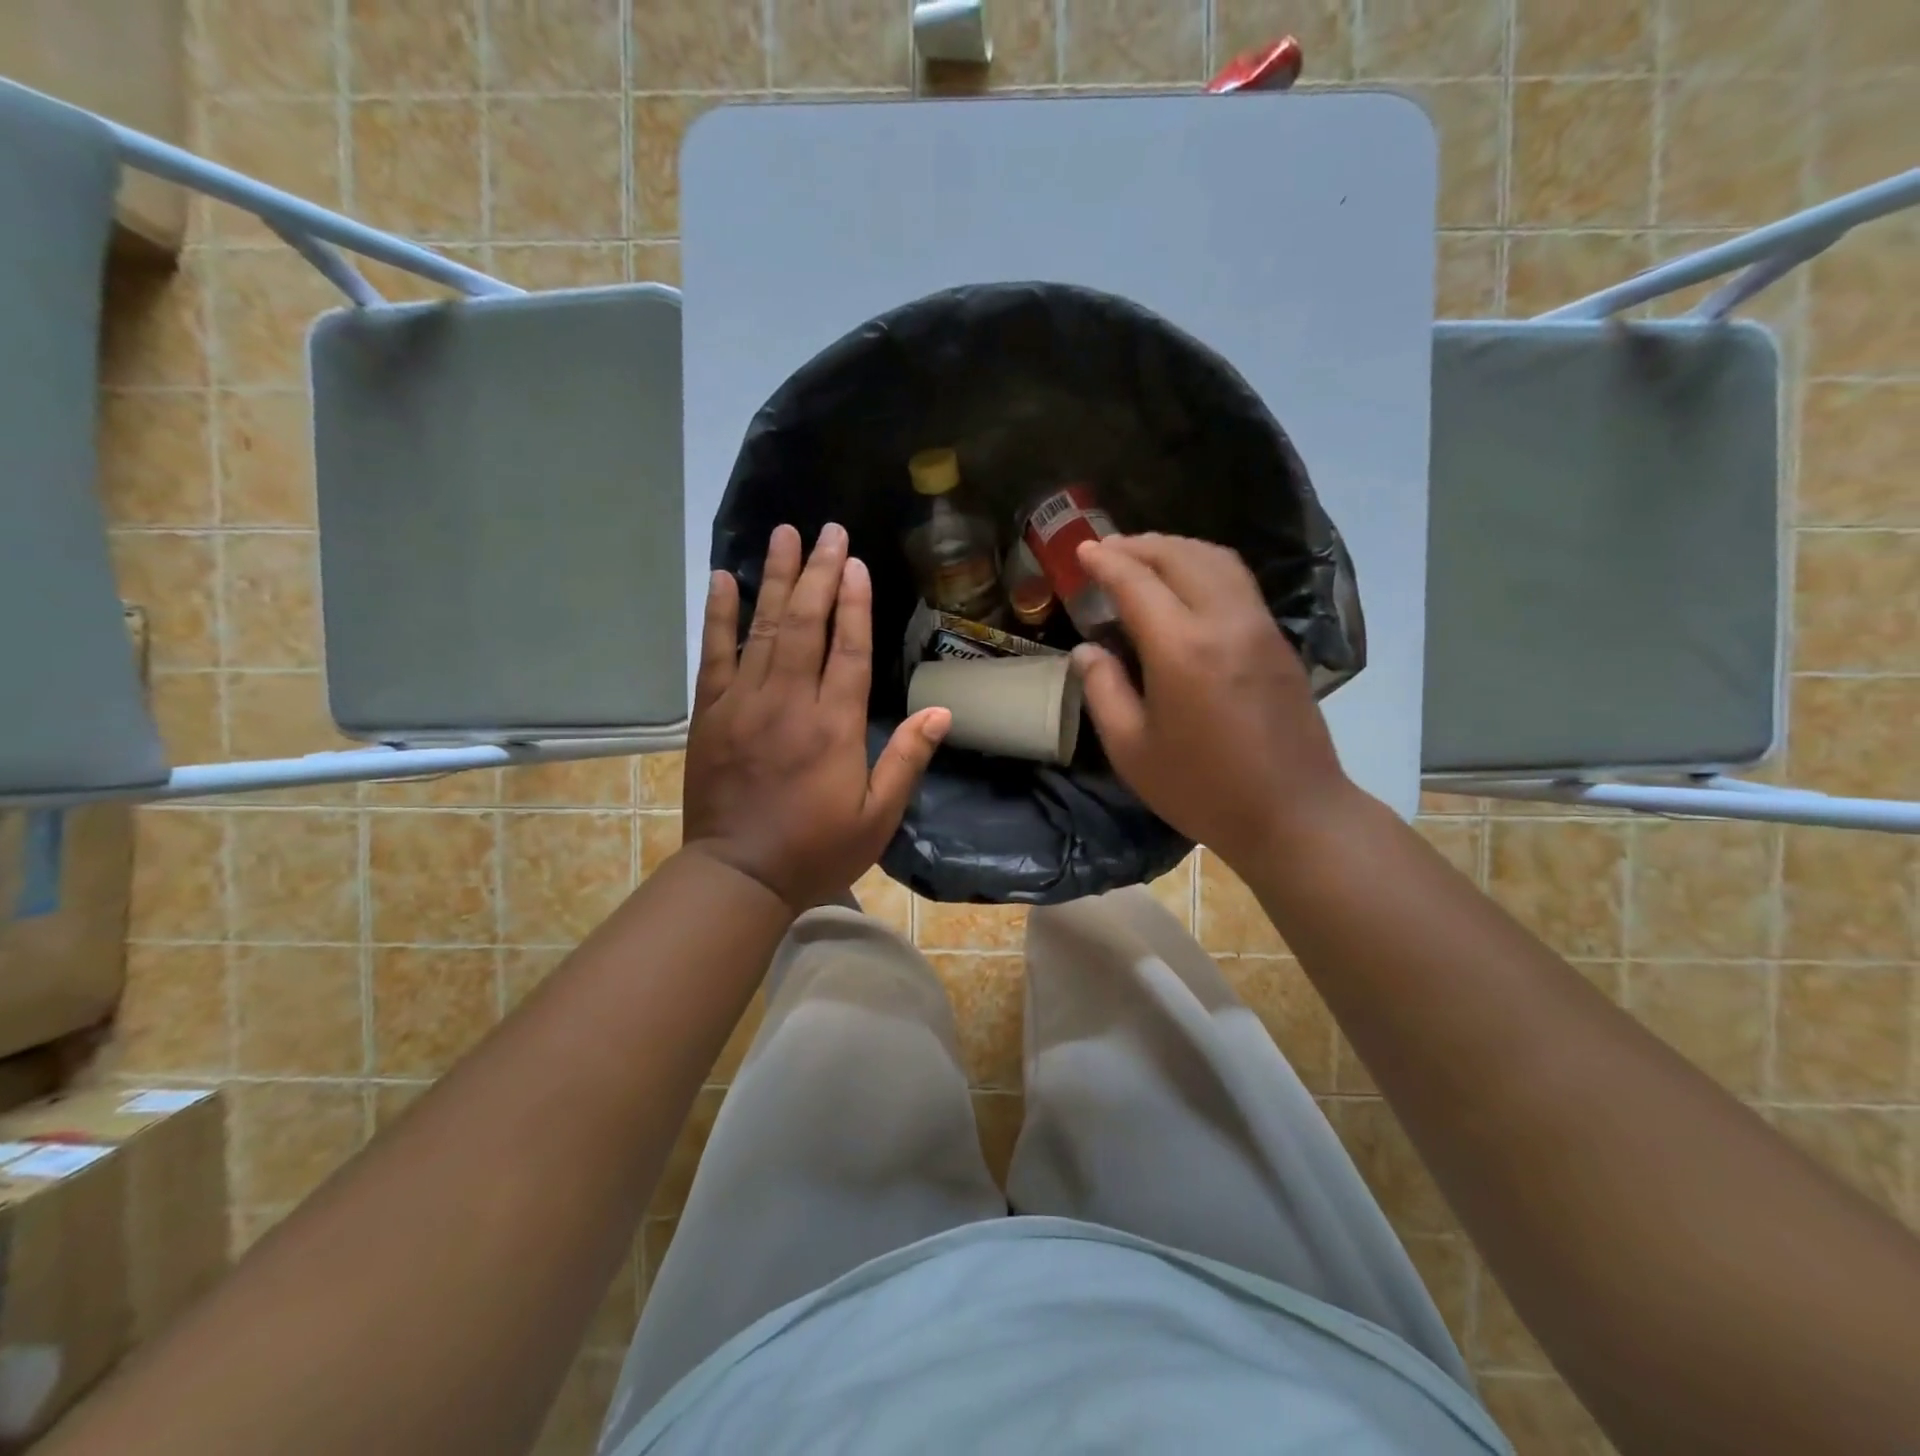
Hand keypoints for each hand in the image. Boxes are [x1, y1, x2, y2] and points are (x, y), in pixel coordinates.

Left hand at [684, 523, 949, 911]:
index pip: (847, 649)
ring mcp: (743, 703)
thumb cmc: (815, 849)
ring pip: (763, 628)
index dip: (854, 602)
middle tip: (827, 531)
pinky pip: (715, 654)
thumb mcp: (877, 817)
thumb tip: (941, 713)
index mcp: (833, 726)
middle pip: (806, 625)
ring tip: (785, 534)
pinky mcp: (710, 714)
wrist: (738, 875)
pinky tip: (723, 579)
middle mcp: (788, 702)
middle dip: (819, 574)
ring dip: (775, 578)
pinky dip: (720, 615)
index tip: (855, 561)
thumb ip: (907, 760)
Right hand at [1072, 533, 1358, 869]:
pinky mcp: (1277, 639)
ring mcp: (1258, 626)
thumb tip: (1086, 650)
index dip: (1105, 561)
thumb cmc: (1202, 789)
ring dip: (1175, 548)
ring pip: (1216, 559)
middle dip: (1138, 544)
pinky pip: (1236, 581)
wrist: (1293, 813)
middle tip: (1107, 550)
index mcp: (1181, 649)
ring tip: (1144, 558)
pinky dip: (1203, 565)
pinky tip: (1186, 584)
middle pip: (1180, 555)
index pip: (1137, 581)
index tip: (1081, 551)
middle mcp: (1223, 622)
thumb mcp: (1132, 750)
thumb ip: (1103, 691)